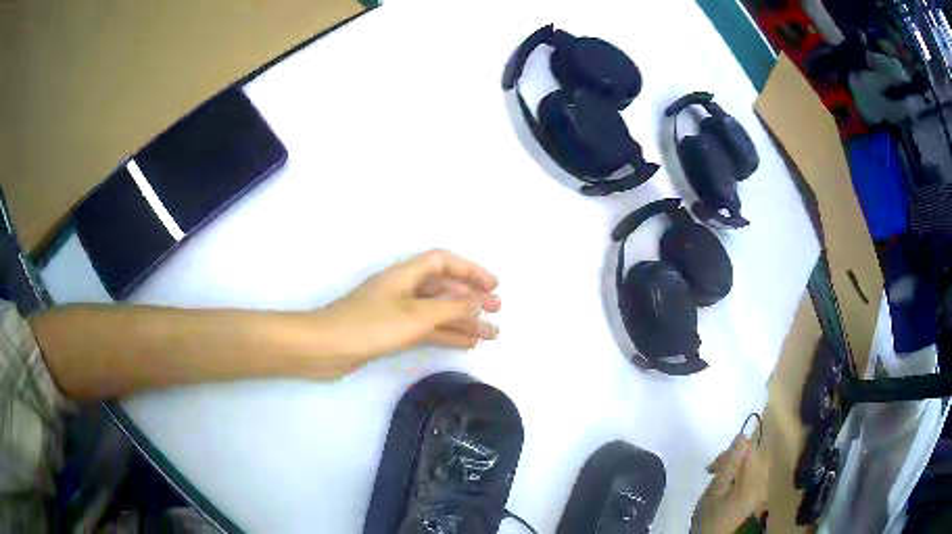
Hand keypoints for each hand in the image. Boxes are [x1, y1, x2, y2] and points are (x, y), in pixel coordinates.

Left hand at [315, 249, 500, 368]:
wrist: (324, 348)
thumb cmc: (368, 326)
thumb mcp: (415, 316)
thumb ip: (450, 309)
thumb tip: (478, 302)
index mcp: (405, 275)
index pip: (444, 261)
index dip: (471, 270)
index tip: (494, 287)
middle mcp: (402, 289)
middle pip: (443, 287)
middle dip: (471, 297)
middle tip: (496, 311)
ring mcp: (396, 311)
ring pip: (437, 311)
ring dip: (463, 320)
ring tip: (490, 334)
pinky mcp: (390, 332)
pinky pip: (426, 329)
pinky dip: (446, 334)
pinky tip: (465, 344)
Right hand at [691, 436, 768, 533]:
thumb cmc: (709, 514)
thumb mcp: (715, 489)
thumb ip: (730, 463)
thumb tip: (742, 436)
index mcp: (753, 482)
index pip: (752, 451)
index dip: (735, 450)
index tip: (715, 462)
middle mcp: (763, 483)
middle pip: (757, 456)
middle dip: (738, 455)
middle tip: (717, 468)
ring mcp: (762, 489)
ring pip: (757, 463)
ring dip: (740, 463)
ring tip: (722, 474)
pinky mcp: (758, 494)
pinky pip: (757, 473)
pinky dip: (745, 471)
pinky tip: (732, 480)